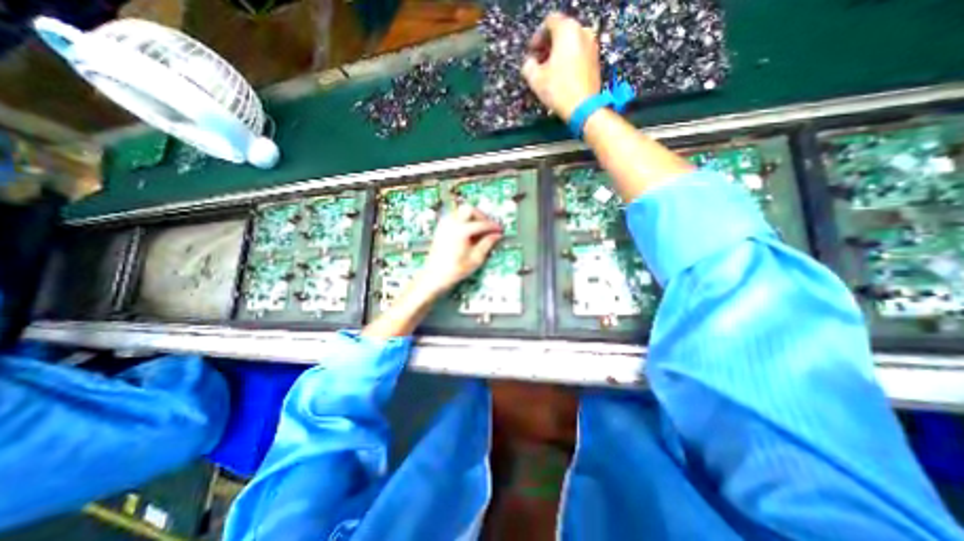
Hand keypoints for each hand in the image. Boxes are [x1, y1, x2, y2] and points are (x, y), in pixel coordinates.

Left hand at [420, 205, 505, 296]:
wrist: (434, 276)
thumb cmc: (455, 270)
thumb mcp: (476, 259)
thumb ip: (487, 244)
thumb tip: (496, 235)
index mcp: (461, 231)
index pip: (481, 224)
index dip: (493, 226)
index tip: (500, 230)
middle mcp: (451, 224)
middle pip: (469, 209)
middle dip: (481, 216)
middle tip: (488, 227)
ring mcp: (444, 225)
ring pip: (460, 211)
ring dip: (471, 217)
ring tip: (479, 229)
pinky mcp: (441, 228)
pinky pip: (454, 216)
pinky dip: (463, 220)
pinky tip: (468, 232)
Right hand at [525, 12, 600, 119]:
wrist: (583, 107)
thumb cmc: (558, 90)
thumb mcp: (535, 79)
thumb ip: (528, 65)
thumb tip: (529, 62)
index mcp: (567, 30)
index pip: (549, 22)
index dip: (537, 37)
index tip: (531, 52)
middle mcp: (582, 31)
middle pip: (561, 31)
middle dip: (548, 45)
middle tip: (539, 62)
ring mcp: (592, 45)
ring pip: (571, 43)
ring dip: (559, 53)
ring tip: (549, 71)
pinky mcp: (596, 60)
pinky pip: (579, 53)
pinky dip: (569, 59)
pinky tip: (562, 76)